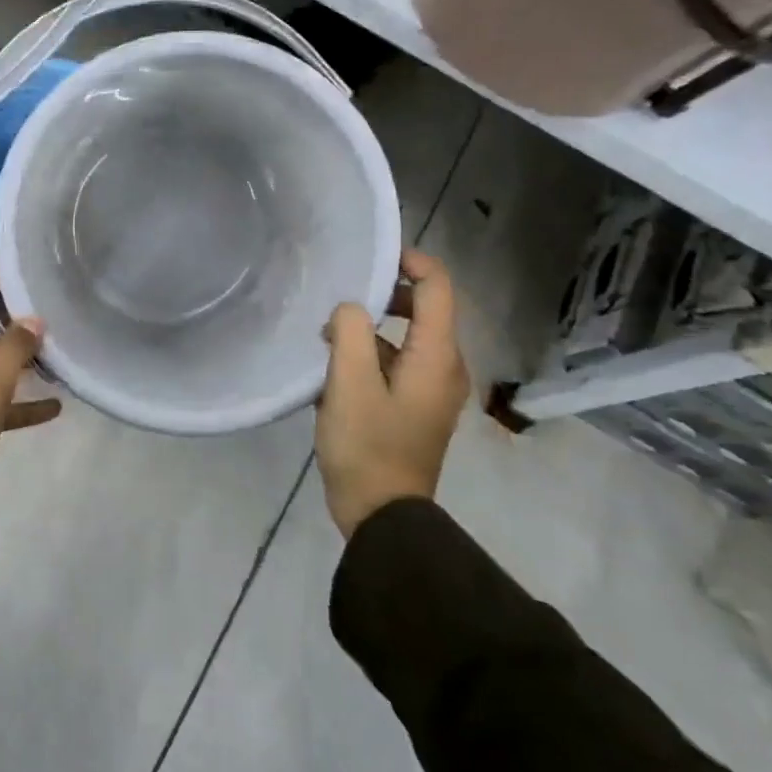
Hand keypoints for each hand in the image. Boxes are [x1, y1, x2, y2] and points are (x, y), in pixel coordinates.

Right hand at [315, 249, 470, 538]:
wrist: (383, 514)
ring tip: (327, 335)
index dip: (412, 262)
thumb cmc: (368, 445)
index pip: (439, 288)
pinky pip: (398, 362)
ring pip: (407, 337)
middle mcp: (444, 367)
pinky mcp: (415, 406)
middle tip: (341, 297)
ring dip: (371, 327)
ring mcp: (432, 389)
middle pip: (425, 309)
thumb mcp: (349, 383)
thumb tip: (351, 309)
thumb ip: (350, 332)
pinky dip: (371, 353)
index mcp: (437, 356)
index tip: (372, 256)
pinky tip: (334, 368)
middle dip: (385, 295)